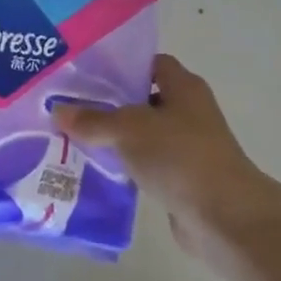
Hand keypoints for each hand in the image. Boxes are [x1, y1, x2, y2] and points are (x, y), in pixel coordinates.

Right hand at [54, 55, 275, 259]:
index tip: (86, 74)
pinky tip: (95, 169)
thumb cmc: (179, 156)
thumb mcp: (129, 129)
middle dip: (110, 103)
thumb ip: (92, 119)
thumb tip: (57, 110)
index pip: (150, 64)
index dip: (121, 66)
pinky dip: (125, 165)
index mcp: (184, 87)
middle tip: (71, 105)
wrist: (223, 216)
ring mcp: (187, 146)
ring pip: (143, 134)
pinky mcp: (181, 178)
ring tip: (74, 136)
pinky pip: (146, 164)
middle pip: (143, 99)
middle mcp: (188, 111)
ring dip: (115, 137)